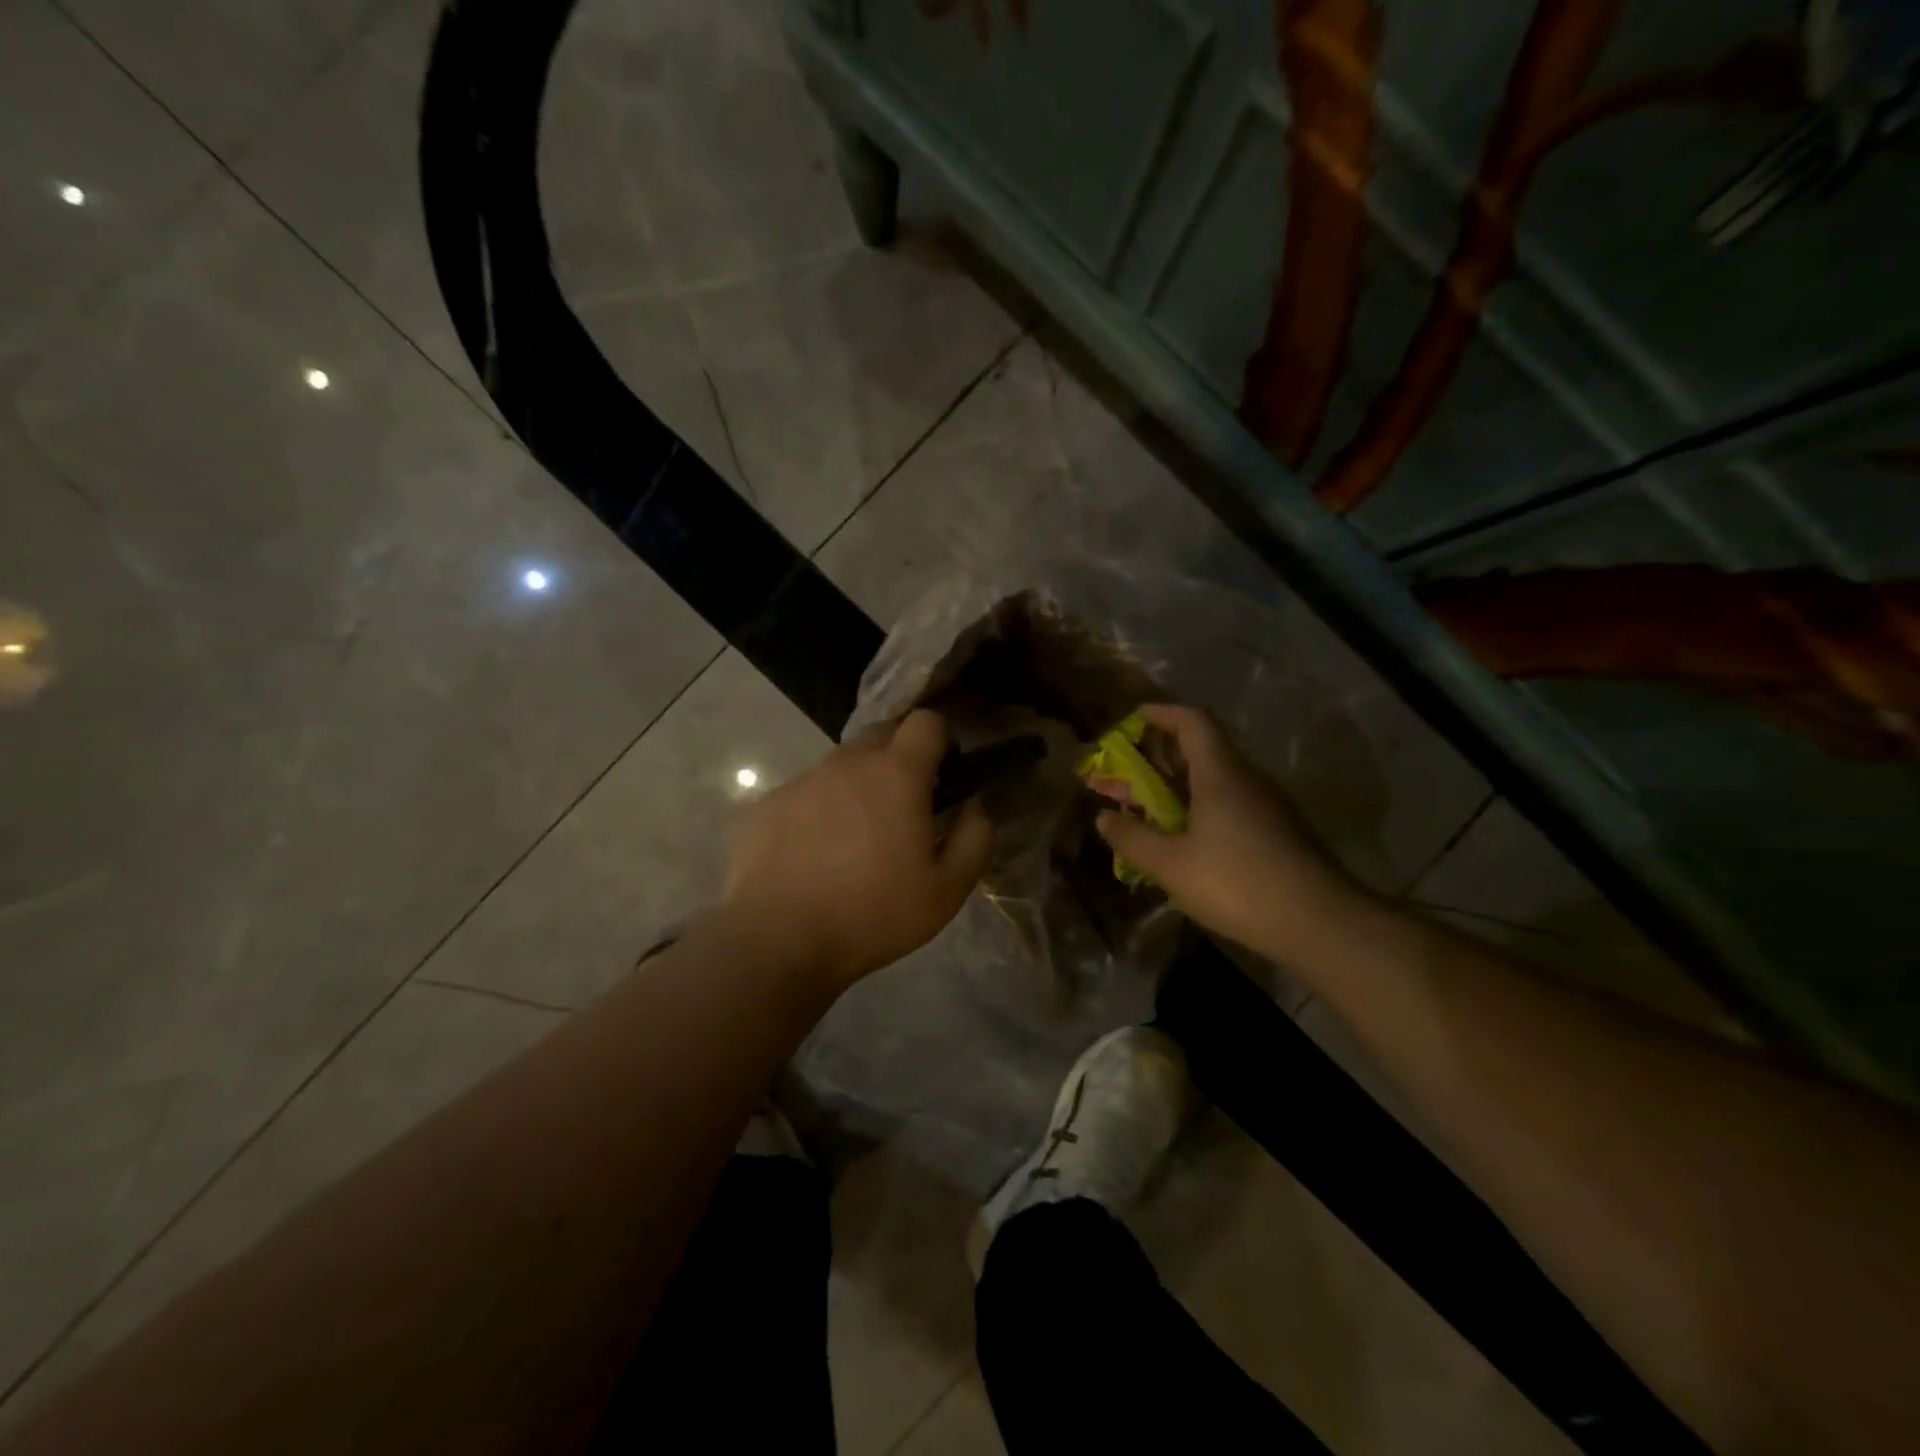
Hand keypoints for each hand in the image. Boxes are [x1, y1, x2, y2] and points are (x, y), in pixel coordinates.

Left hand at [723, 710, 994, 990]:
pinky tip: (815, 855)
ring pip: (842, 765)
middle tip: (905, 807)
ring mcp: (803, 780)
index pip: (926, 721)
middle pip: (882, 735)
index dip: (942, 738)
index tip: (945, 772)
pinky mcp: (768, 804)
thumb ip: (974, 837)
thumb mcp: (947, 889)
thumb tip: (973, 804)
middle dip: (901, 757)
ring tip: (856, 838)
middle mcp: (847, 763)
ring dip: (859, 786)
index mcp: (896, 774)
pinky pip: (807, 792)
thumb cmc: (873, 914)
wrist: (777, 939)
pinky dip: (821, 810)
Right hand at [1095, 704, 1367, 961]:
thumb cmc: (1238, 883)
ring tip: (1151, 807)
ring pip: (1219, 778)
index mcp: (1220, 774)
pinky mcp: (1279, 832)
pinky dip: (1203, 806)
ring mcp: (1269, 806)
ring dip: (1182, 783)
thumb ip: (1133, 839)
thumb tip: (1104, 817)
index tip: (1133, 719)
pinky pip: (1233, 803)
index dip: (1161, 713)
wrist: (1321, 923)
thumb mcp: (1171, 866)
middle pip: (1204, 747)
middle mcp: (1247, 779)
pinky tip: (1189, 840)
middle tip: (1130, 770)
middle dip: (1163, 753)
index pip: (1192, 721)